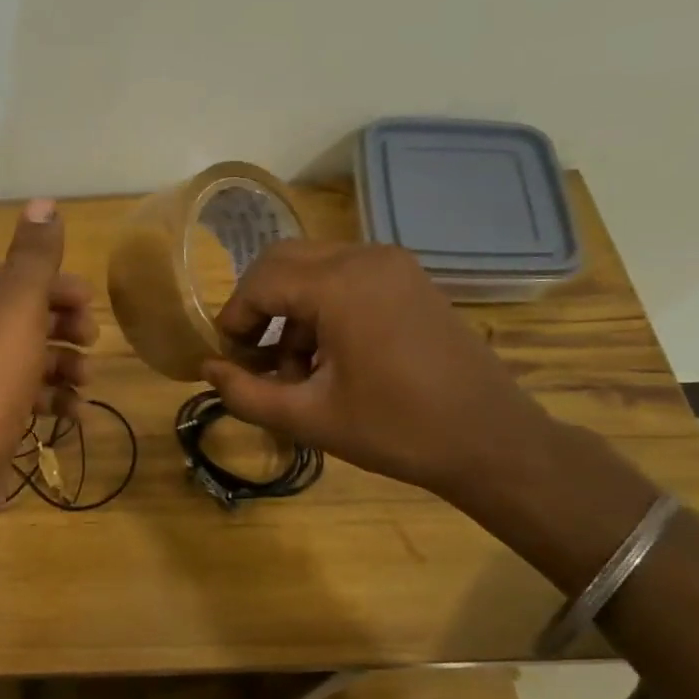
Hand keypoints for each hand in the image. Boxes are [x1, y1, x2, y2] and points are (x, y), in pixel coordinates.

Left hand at [0, 199, 96, 530]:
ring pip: (27, 359)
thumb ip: (33, 257)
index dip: (54, 285)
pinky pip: (24, 398)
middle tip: (91, 340)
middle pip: (22, 316)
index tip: (89, 303)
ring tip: (86, 382)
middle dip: (62, 326)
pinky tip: (77, 415)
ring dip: (63, 365)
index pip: (12, 276)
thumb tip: (44, 202)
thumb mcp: (15, 309)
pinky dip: (52, 401)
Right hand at [200, 241, 553, 502]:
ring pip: (313, 267)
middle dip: (257, 306)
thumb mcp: (308, 418)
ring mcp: (394, 264)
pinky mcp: (410, 279)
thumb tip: (207, 369)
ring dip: (290, 309)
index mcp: (340, 285)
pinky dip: (321, 306)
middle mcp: (366, 257)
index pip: (260, 281)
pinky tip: (329, 357)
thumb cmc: (396, 430)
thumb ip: (246, 393)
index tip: (228, 360)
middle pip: (283, 261)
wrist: (491, 440)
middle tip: (252, 356)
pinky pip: (345, 276)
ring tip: (294, 369)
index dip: (233, 318)